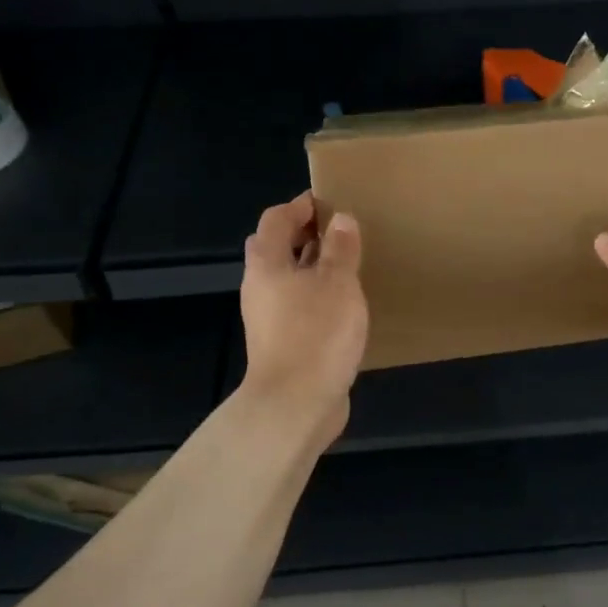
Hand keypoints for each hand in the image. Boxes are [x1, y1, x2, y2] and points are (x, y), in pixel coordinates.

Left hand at [240, 193, 368, 434]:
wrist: (296, 404)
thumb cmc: (316, 334)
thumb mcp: (338, 283)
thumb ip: (341, 249)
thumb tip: (341, 219)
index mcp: (267, 266)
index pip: (276, 220)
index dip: (299, 206)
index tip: (328, 202)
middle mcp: (260, 288)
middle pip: (275, 249)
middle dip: (302, 235)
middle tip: (337, 232)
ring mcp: (269, 319)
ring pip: (287, 280)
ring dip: (312, 267)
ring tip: (347, 265)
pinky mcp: (283, 343)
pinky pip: (298, 306)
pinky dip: (316, 296)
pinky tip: (343, 305)